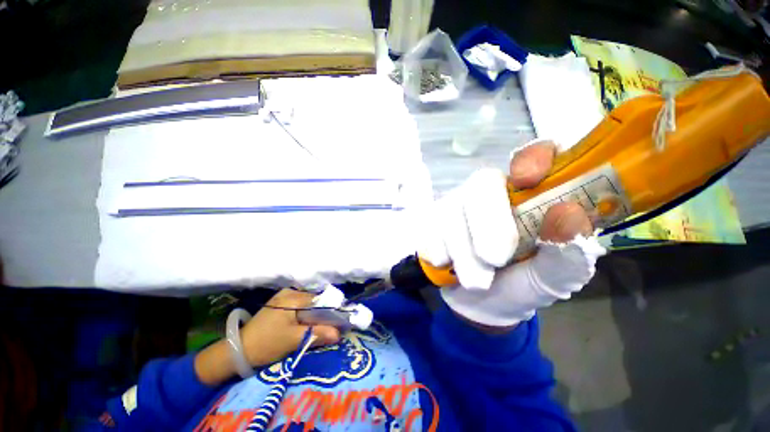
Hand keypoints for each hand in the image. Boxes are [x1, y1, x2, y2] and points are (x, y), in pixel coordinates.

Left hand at [194, 289, 340, 385]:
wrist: (238, 350)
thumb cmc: (267, 343)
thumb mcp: (294, 340)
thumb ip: (317, 334)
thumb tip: (339, 334)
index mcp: (293, 297)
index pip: (320, 301)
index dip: (331, 312)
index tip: (340, 324)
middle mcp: (290, 292)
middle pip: (314, 302)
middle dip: (322, 315)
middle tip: (330, 330)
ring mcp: (284, 297)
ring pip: (308, 305)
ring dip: (314, 317)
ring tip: (320, 330)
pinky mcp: (280, 305)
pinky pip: (299, 308)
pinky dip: (306, 317)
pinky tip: (307, 326)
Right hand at [418, 139, 606, 328]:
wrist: (478, 301)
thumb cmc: (523, 285)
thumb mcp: (553, 279)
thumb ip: (568, 257)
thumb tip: (569, 219)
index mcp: (531, 198)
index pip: (535, 157)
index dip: (531, 157)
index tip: (525, 179)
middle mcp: (492, 193)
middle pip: (481, 184)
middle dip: (485, 224)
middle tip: (494, 261)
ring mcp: (457, 203)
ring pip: (451, 211)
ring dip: (463, 253)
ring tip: (476, 281)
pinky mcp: (434, 218)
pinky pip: (429, 227)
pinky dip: (438, 251)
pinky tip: (447, 265)